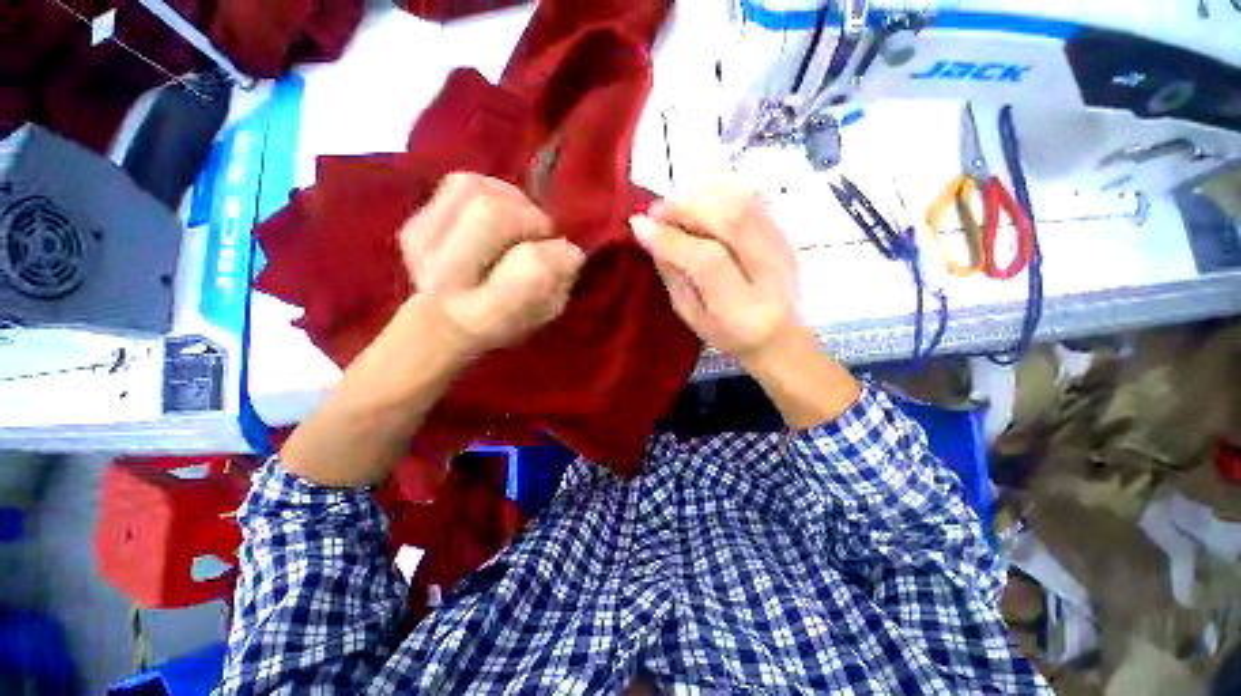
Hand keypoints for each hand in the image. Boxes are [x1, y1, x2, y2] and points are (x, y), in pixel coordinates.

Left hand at [400, 172, 584, 353]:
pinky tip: (497, 214)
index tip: (567, 257)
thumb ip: (561, 282)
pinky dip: (488, 192)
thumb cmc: (508, 324)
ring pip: (473, 189)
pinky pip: (457, 184)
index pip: (532, 264)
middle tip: (540, 235)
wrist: (446, 325)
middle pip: (493, 214)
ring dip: (510, 200)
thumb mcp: (546, 314)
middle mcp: (449, 278)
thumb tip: (566, 249)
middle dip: (531, 218)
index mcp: (489, 314)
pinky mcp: (414, 224)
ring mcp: (423, 246)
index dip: (559, 253)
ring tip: (519, 223)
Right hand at [629, 181, 800, 364]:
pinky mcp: (788, 233)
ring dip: (703, 194)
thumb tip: (652, 237)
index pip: (707, 261)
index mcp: (743, 309)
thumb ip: (674, 278)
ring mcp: (786, 249)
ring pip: (745, 203)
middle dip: (686, 207)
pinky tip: (701, 199)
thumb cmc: (730, 334)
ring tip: (675, 203)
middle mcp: (771, 275)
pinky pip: (755, 199)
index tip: (639, 226)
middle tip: (656, 209)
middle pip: (732, 221)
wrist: (783, 333)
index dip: (670, 239)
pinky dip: (722, 192)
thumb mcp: (693, 317)